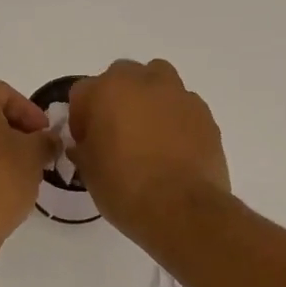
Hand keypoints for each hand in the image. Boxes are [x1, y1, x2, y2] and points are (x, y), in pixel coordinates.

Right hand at [68, 59, 229, 239]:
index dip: (81, 118)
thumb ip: (84, 148)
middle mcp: (144, 81)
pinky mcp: (205, 114)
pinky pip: (182, 106)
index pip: (83, 92)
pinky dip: (175, 119)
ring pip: (158, 82)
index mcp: (108, 90)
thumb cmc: (124, 188)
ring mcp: (179, 95)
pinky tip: (173, 148)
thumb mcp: (89, 172)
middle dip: (116, 99)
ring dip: (149, 100)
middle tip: (116, 133)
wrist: (182, 209)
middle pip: (123, 77)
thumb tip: (86, 144)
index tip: (85, 142)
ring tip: (148, 135)